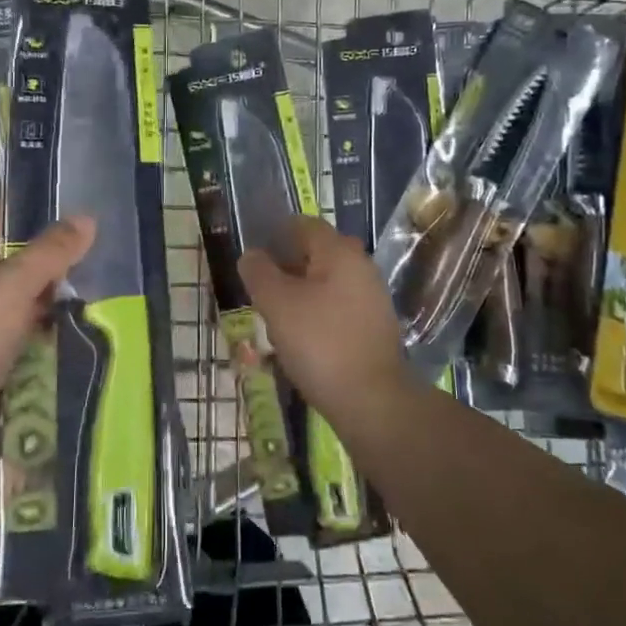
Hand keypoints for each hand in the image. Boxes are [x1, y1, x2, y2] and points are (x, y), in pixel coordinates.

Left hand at [0, 208, 93, 423]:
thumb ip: (51, 252)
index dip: (38, 215)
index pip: (4, 222)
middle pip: (17, 261)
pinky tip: (72, 325)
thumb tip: (87, 219)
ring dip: (51, 296)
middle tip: (96, 256)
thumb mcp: (13, 284)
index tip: (78, 215)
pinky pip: (22, 329)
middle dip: (53, 260)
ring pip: (22, 297)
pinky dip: (44, 326)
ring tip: (94, 289)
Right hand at [240, 216, 408, 410]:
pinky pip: (337, 308)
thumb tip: (251, 255)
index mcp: (339, 252)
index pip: (304, 225)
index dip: (275, 234)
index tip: (253, 257)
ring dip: (299, 293)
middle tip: (260, 289)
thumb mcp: (277, 304)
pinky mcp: (374, 327)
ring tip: (274, 318)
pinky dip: (316, 315)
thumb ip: (259, 273)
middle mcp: (361, 267)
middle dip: (286, 267)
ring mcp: (371, 298)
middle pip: (316, 254)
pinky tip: (300, 339)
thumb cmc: (320, 343)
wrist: (372, 401)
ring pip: (326, 283)